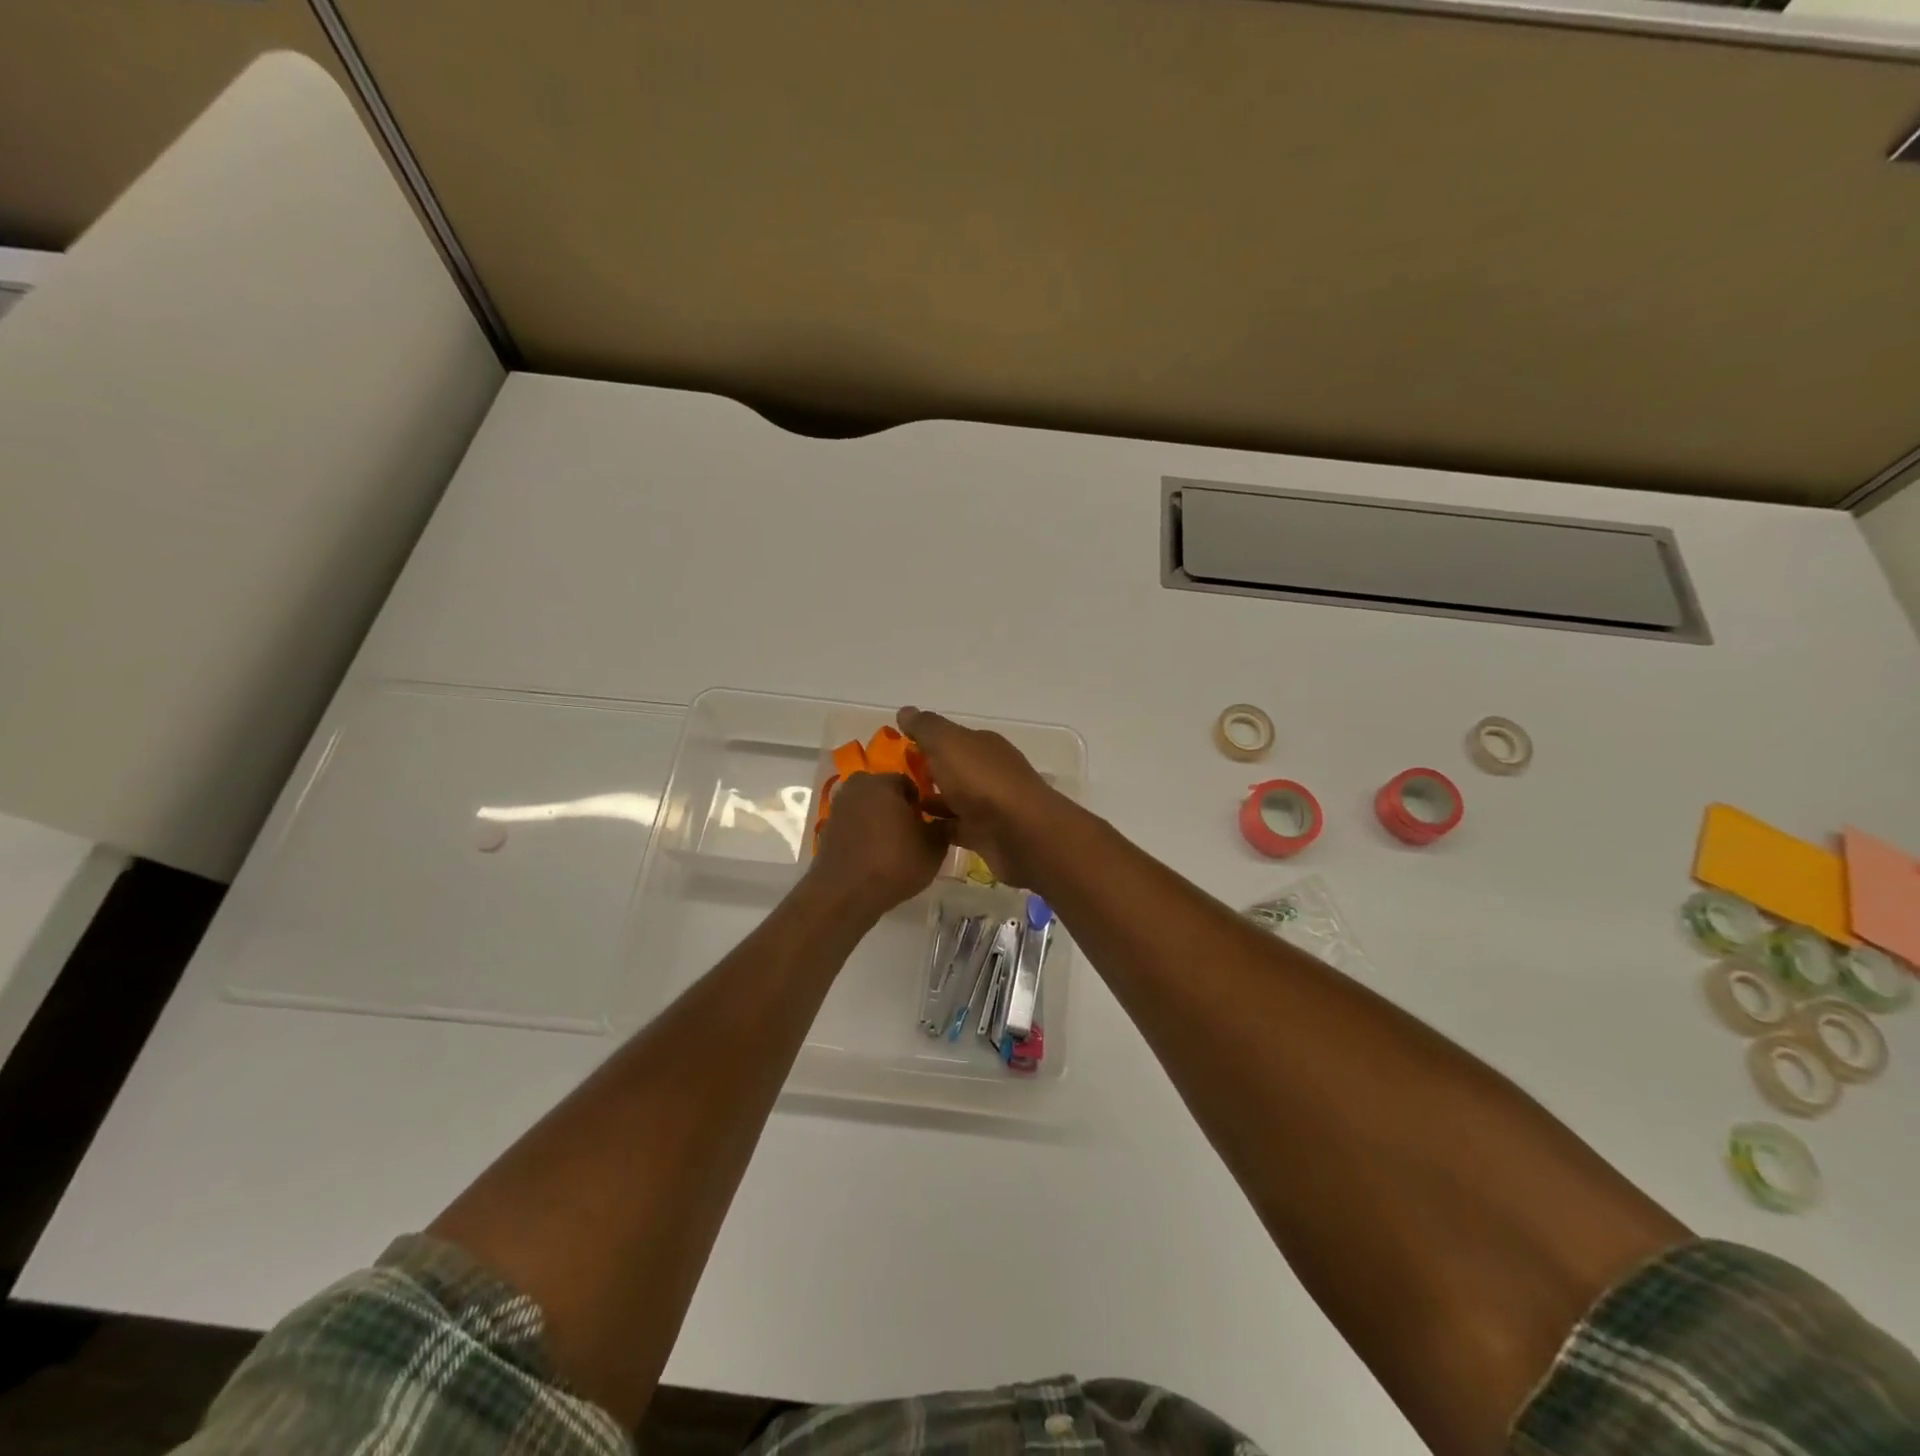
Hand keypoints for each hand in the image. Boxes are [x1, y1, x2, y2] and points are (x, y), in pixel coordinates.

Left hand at [810, 771, 952, 911]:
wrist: (845, 894)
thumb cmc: (895, 863)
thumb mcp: (934, 847)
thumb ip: (944, 826)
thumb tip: (946, 818)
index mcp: (883, 782)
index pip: (909, 783)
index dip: (921, 804)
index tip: (927, 824)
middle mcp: (857, 787)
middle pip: (884, 793)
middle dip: (898, 809)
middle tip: (911, 834)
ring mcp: (838, 808)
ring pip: (867, 809)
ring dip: (879, 821)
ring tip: (892, 848)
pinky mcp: (826, 829)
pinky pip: (853, 826)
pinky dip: (863, 835)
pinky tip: (873, 857)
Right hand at [897, 707, 1062, 886]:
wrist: (1020, 834)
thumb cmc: (982, 781)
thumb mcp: (948, 743)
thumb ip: (926, 727)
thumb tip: (905, 711)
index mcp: (982, 745)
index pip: (950, 738)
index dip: (924, 741)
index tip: (894, 750)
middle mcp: (988, 771)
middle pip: (952, 768)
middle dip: (926, 772)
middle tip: (889, 781)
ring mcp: (988, 805)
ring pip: (953, 799)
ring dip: (929, 801)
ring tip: (894, 807)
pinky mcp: (984, 835)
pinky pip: (954, 828)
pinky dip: (936, 829)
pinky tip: (911, 833)